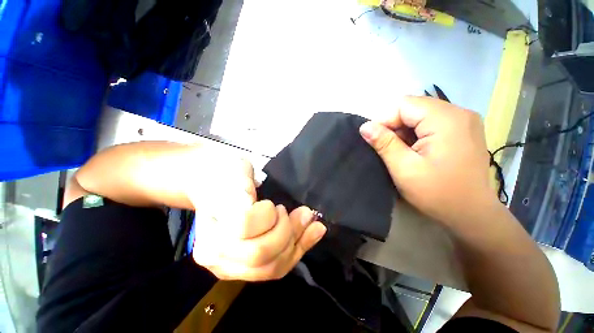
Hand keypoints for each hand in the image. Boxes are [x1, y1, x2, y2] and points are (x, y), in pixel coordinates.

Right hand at [189, 158, 326, 280]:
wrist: (212, 187)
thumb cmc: (226, 174)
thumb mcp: (237, 171)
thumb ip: (253, 188)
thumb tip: (268, 203)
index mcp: (210, 222)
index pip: (245, 226)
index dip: (267, 214)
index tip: (271, 204)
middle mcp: (215, 253)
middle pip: (260, 254)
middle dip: (287, 230)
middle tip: (295, 211)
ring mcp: (229, 266)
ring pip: (272, 268)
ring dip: (297, 242)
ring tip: (307, 220)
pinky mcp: (245, 270)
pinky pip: (276, 268)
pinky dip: (298, 250)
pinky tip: (314, 232)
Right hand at [359, 96, 495, 224]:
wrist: (471, 214)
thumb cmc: (437, 193)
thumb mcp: (404, 168)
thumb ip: (384, 143)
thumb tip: (364, 126)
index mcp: (446, 120)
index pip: (404, 105)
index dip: (385, 120)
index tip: (377, 141)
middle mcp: (459, 112)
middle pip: (414, 107)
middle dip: (395, 125)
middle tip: (390, 149)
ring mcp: (465, 120)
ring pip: (422, 114)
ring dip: (406, 130)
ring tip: (403, 152)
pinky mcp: (464, 130)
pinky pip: (432, 122)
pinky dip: (418, 133)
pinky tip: (417, 150)